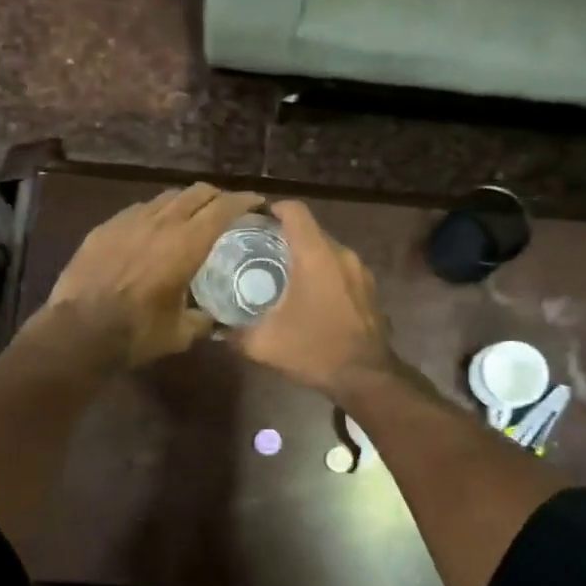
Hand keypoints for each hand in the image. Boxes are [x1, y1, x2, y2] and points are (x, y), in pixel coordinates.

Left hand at [36, 182, 263, 367]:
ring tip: (190, 216)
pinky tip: (153, 229)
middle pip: (196, 192)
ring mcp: (129, 221)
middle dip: (216, 196)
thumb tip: (213, 319)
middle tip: (226, 208)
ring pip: (166, 197)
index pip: (223, 208)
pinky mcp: (105, 228)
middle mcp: (161, 223)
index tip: (257, 202)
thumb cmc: (137, 333)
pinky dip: (155, 213)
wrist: (78, 331)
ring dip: (185, 202)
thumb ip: (202, 320)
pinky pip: (138, 210)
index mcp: (187, 244)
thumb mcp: (180, 333)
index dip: (243, 201)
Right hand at [233, 201, 396, 397]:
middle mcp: (341, 255)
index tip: (255, 220)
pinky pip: (342, 269)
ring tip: (283, 274)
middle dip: (286, 236)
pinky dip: (324, 273)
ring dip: (307, 256)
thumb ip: (235, 334)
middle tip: (261, 251)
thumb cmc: (315, 351)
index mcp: (316, 256)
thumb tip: (214, 330)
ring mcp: (361, 271)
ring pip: (328, 250)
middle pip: (312, 230)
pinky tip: (310, 296)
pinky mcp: (370, 289)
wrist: (367, 378)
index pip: (296, 211)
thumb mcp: (265, 345)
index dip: (274, 208)